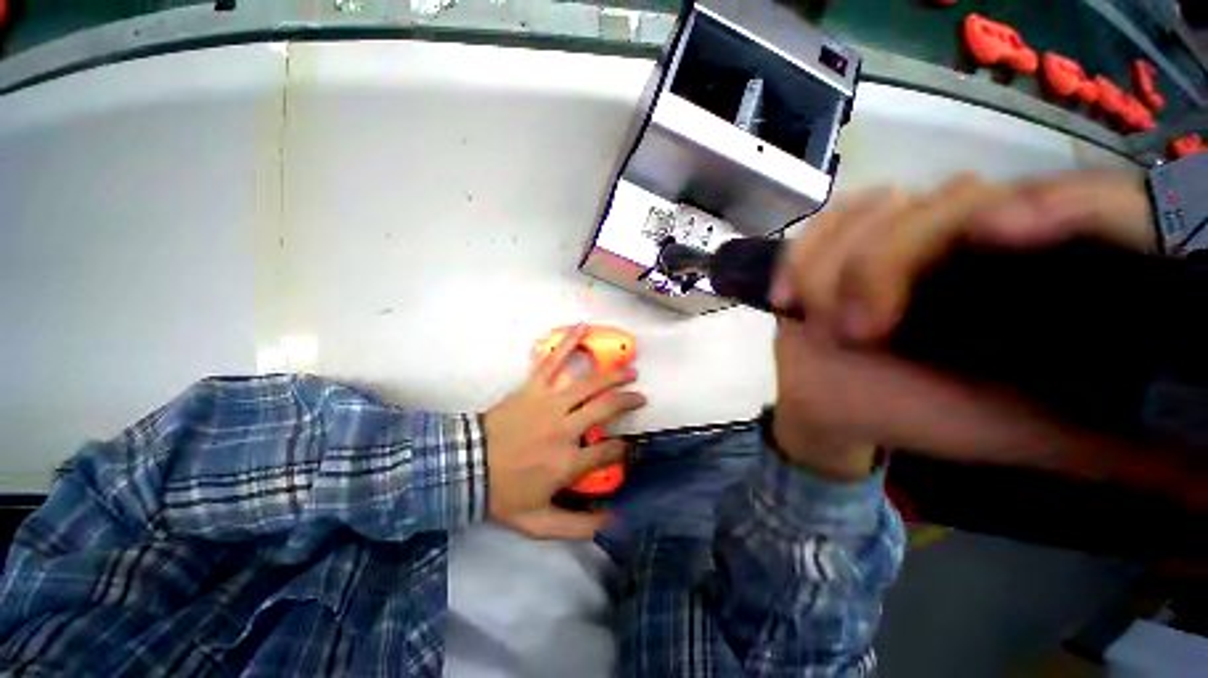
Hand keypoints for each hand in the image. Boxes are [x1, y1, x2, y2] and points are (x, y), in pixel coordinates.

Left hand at [484, 324, 645, 538]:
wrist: (464, 467)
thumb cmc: (503, 494)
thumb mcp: (538, 523)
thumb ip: (577, 526)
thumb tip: (612, 521)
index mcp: (567, 462)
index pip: (609, 451)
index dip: (624, 449)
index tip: (630, 447)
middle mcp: (564, 429)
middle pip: (606, 409)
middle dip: (628, 401)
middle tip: (641, 397)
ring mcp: (549, 403)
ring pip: (589, 384)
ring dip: (614, 376)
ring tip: (631, 371)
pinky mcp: (533, 388)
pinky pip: (553, 361)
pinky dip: (569, 343)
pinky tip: (582, 326)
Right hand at [767, 173, 1151, 476]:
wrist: (835, 404)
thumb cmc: (919, 416)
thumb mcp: (1020, 436)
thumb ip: (1113, 448)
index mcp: (1022, 274)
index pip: (1055, 205)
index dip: (1041, 206)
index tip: (1000, 238)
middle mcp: (962, 237)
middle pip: (946, 203)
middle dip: (888, 264)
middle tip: (858, 330)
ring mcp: (889, 234)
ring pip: (875, 210)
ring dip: (835, 266)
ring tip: (817, 318)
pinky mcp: (832, 244)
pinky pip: (822, 224)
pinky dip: (802, 254)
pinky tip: (790, 296)